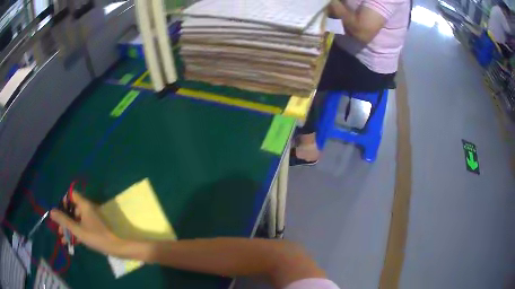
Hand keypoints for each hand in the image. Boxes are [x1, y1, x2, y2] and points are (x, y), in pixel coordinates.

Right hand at [50, 192, 120, 255]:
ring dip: (69, 228)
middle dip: (64, 219)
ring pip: (76, 220)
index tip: (59, 212)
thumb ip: (64, 220)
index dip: (64, 201)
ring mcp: (91, 218)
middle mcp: (87, 208)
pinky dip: (75, 232)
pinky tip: (70, 242)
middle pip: (72, 209)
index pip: (71, 195)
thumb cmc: (95, 237)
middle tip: (59, 230)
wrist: (115, 247)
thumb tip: (51, 211)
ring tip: (63, 238)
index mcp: (84, 205)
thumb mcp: (77, 229)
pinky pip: (81, 226)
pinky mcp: (94, 227)